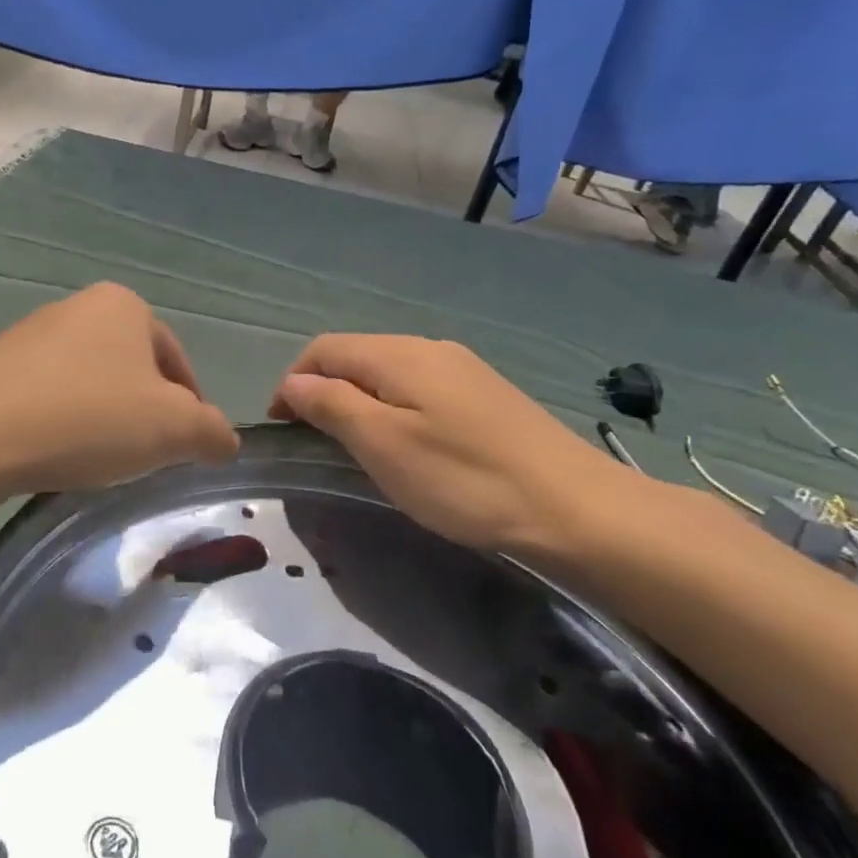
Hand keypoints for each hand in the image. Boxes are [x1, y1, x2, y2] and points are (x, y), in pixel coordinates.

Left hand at [0, 283, 239, 495]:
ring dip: (102, 420)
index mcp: (125, 306)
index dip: (191, 408)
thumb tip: (226, 441)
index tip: (185, 449)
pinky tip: (53, 454)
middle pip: (132, 371)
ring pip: (89, 384)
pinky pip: (47, 397)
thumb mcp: (173, 429)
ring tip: (95, 461)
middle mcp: (77, 308)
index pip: (177, 361)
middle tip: (143, 458)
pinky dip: (61, 424)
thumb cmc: (89, 417)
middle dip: (144, 414)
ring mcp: (30, 335)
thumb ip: (212, 432)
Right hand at [268, 334, 627, 558]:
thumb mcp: (383, 445)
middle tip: (312, 440)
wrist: (575, 509)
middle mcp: (429, 348)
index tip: (281, 427)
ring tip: (352, 445)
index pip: (325, 349)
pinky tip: (404, 444)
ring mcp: (463, 369)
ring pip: (388, 372)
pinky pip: (418, 388)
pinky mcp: (484, 395)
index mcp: (400, 355)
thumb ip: (332, 405)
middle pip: (356, 356)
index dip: (292, 381)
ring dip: (356, 399)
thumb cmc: (464, 479)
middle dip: (323, 389)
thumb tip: (293, 383)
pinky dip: (391, 408)